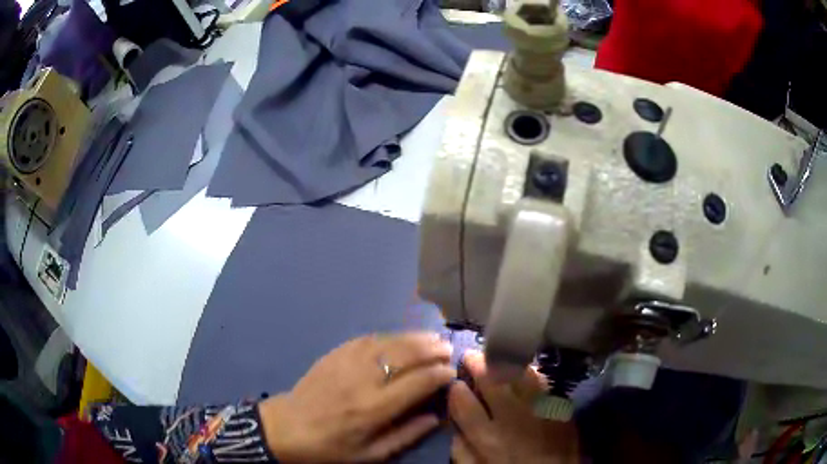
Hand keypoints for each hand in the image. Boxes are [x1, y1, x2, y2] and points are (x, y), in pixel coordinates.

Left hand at [259, 332, 454, 462]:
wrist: (287, 427)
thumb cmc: (331, 447)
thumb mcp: (371, 454)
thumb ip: (406, 435)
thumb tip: (435, 417)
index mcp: (375, 408)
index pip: (418, 382)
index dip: (440, 374)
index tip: (452, 371)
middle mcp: (364, 380)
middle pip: (406, 355)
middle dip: (432, 349)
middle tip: (447, 349)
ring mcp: (347, 362)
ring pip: (389, 342)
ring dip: (414, 338)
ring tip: (432, 338)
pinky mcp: (335, 354)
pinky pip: (367, 339)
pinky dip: (388, 336)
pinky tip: (399, 338)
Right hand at [449, 351, 579, 463]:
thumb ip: (462, 452)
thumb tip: (453, 429)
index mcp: (488, 437)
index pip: (464, 403)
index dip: (455, 389)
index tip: (455, 383)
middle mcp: (512, 417)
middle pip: (491, 380)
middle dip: (477, 363)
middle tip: (471, 356)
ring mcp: (539, 407)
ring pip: (518, 374)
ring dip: (503, 361)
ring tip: (495, 356)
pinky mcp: (558, 405)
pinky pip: (542, 380)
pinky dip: (530, 371)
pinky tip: (524, 369)